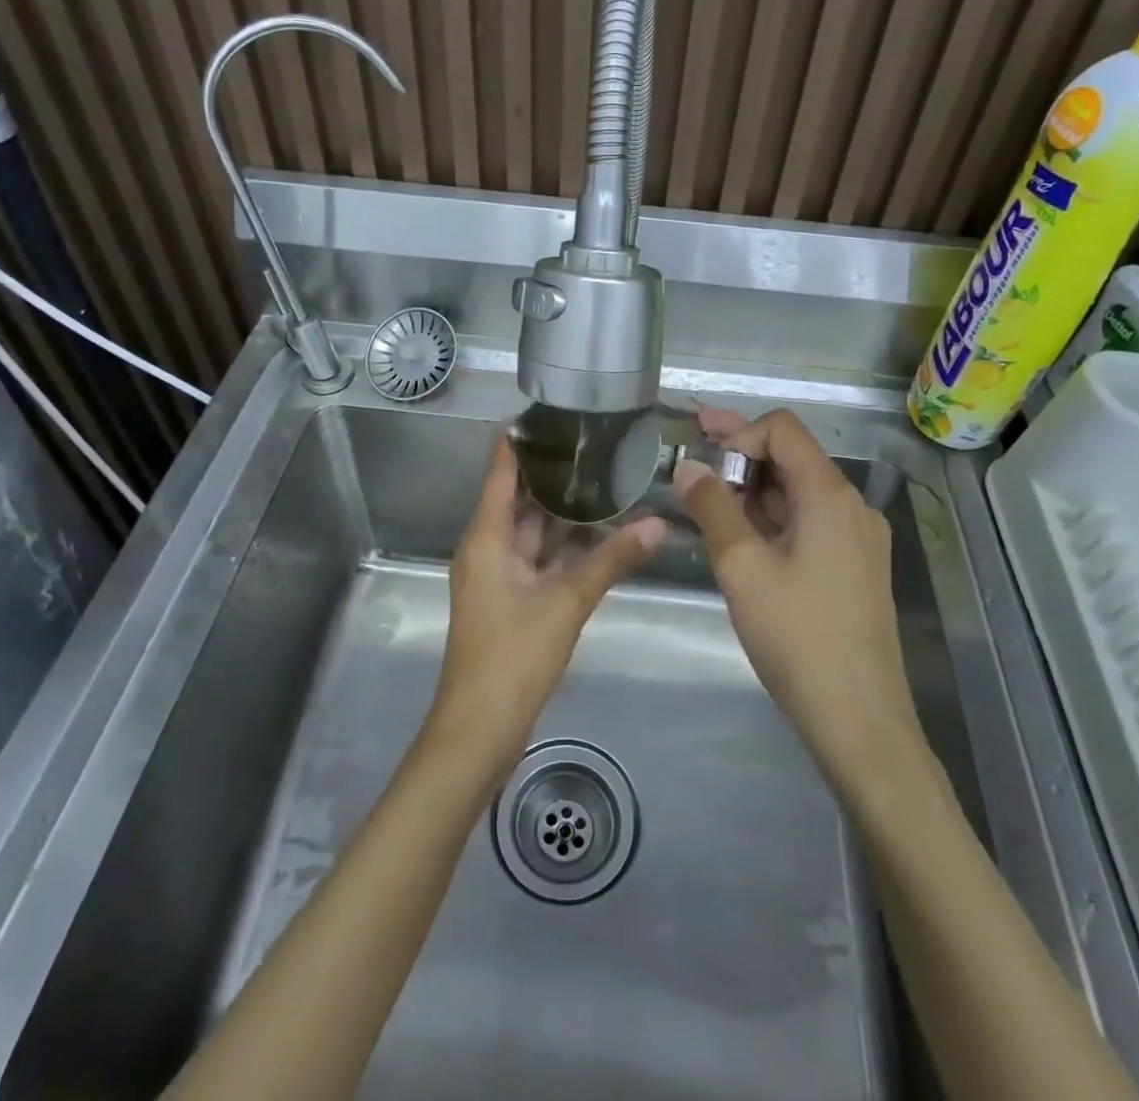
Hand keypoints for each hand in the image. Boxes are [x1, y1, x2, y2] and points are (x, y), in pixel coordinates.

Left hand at [427, 434, 663, 774]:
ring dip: (560, 510)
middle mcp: (486, 547)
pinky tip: (594, 533)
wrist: (480, 727)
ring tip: (601, 478)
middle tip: (592, 441)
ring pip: (530, 529)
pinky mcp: (509, 598)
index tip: (548, 411)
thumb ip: (613, 559)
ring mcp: (497, 574)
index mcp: (486, 537)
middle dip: (550, 472)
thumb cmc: (513, 655)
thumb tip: (658, 522)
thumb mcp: (567, 602)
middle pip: (516, 497)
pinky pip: (536, 556)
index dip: (518, 440)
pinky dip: (561, 543)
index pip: (500, 471)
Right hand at [674, 409, 923, 792]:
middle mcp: (852, 507)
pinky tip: (740, 537)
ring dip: (752, 490)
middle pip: (792, 458)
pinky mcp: (855, 568)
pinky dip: (771, 518)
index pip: (782, 431)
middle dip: (739, 454)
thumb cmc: (798, 638)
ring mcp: (858, 539)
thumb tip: (687, 466)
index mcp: (830, 495)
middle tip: (690, 457)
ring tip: (706, 501)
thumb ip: (712, 508)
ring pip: (798, 493)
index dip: (738, 432)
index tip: (699, 454)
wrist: (861, 720)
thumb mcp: (742, 568)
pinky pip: (809, 523)